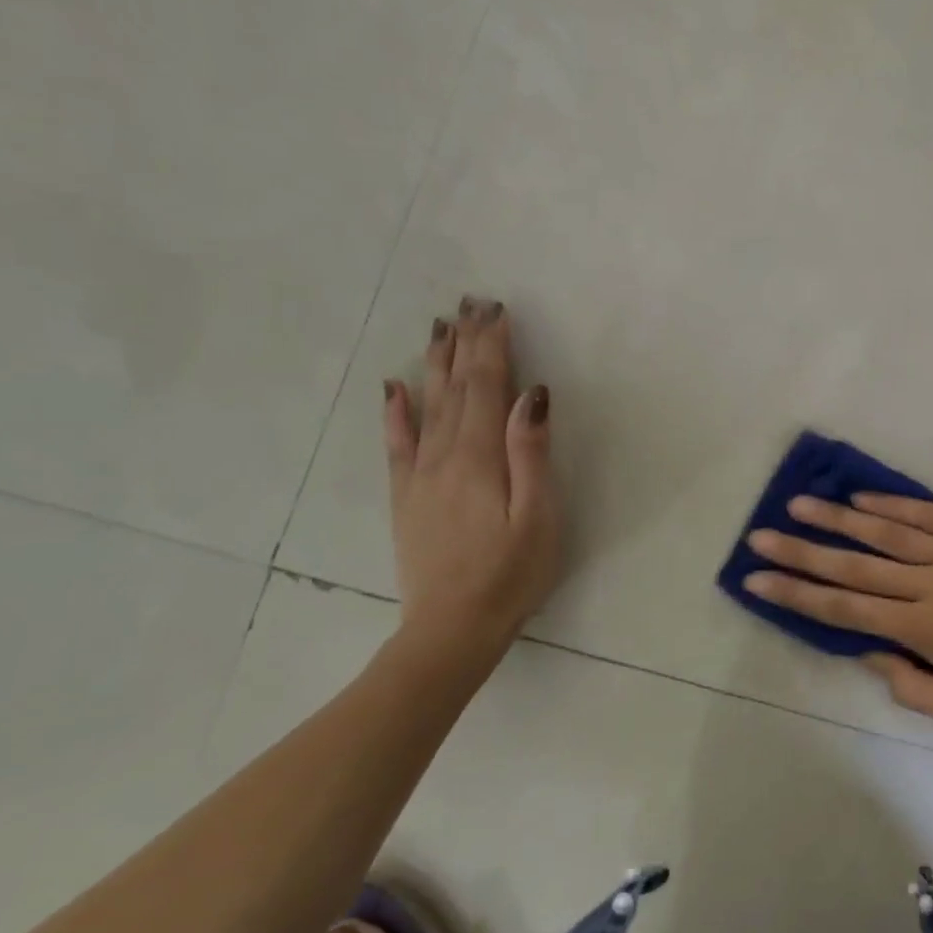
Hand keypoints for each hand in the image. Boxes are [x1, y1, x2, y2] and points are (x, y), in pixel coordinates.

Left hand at [382, 297, 561, 656]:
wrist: (452, 628)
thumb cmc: (511, 573)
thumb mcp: (538, 516)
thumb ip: (532, 453)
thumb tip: (532, 395)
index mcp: (480, 457)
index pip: (487, 387)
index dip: (492, 346)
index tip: (496, 309)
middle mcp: (444, 456)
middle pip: (455, 387)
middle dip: (464, 343)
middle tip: (468, 304)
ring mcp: (419, 475)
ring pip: (427, 405)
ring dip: (436, 363)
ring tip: (440, 328)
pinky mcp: (406, 496)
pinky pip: (398, 442)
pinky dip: (396, 410)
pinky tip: (395, 387)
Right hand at [743, 495, 932, 733]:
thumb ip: (913, 688)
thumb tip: (869, 654)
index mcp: (926, 630)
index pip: (846, 611)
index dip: (798, 596)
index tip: (758, 580)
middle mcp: (932, 584)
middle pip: (854, 566)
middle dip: (802, 552)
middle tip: (760, 536)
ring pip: (886, 533)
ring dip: (839, 518)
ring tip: (800, 503)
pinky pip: (928, 514)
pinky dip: (893, 505)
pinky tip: (864, 497)